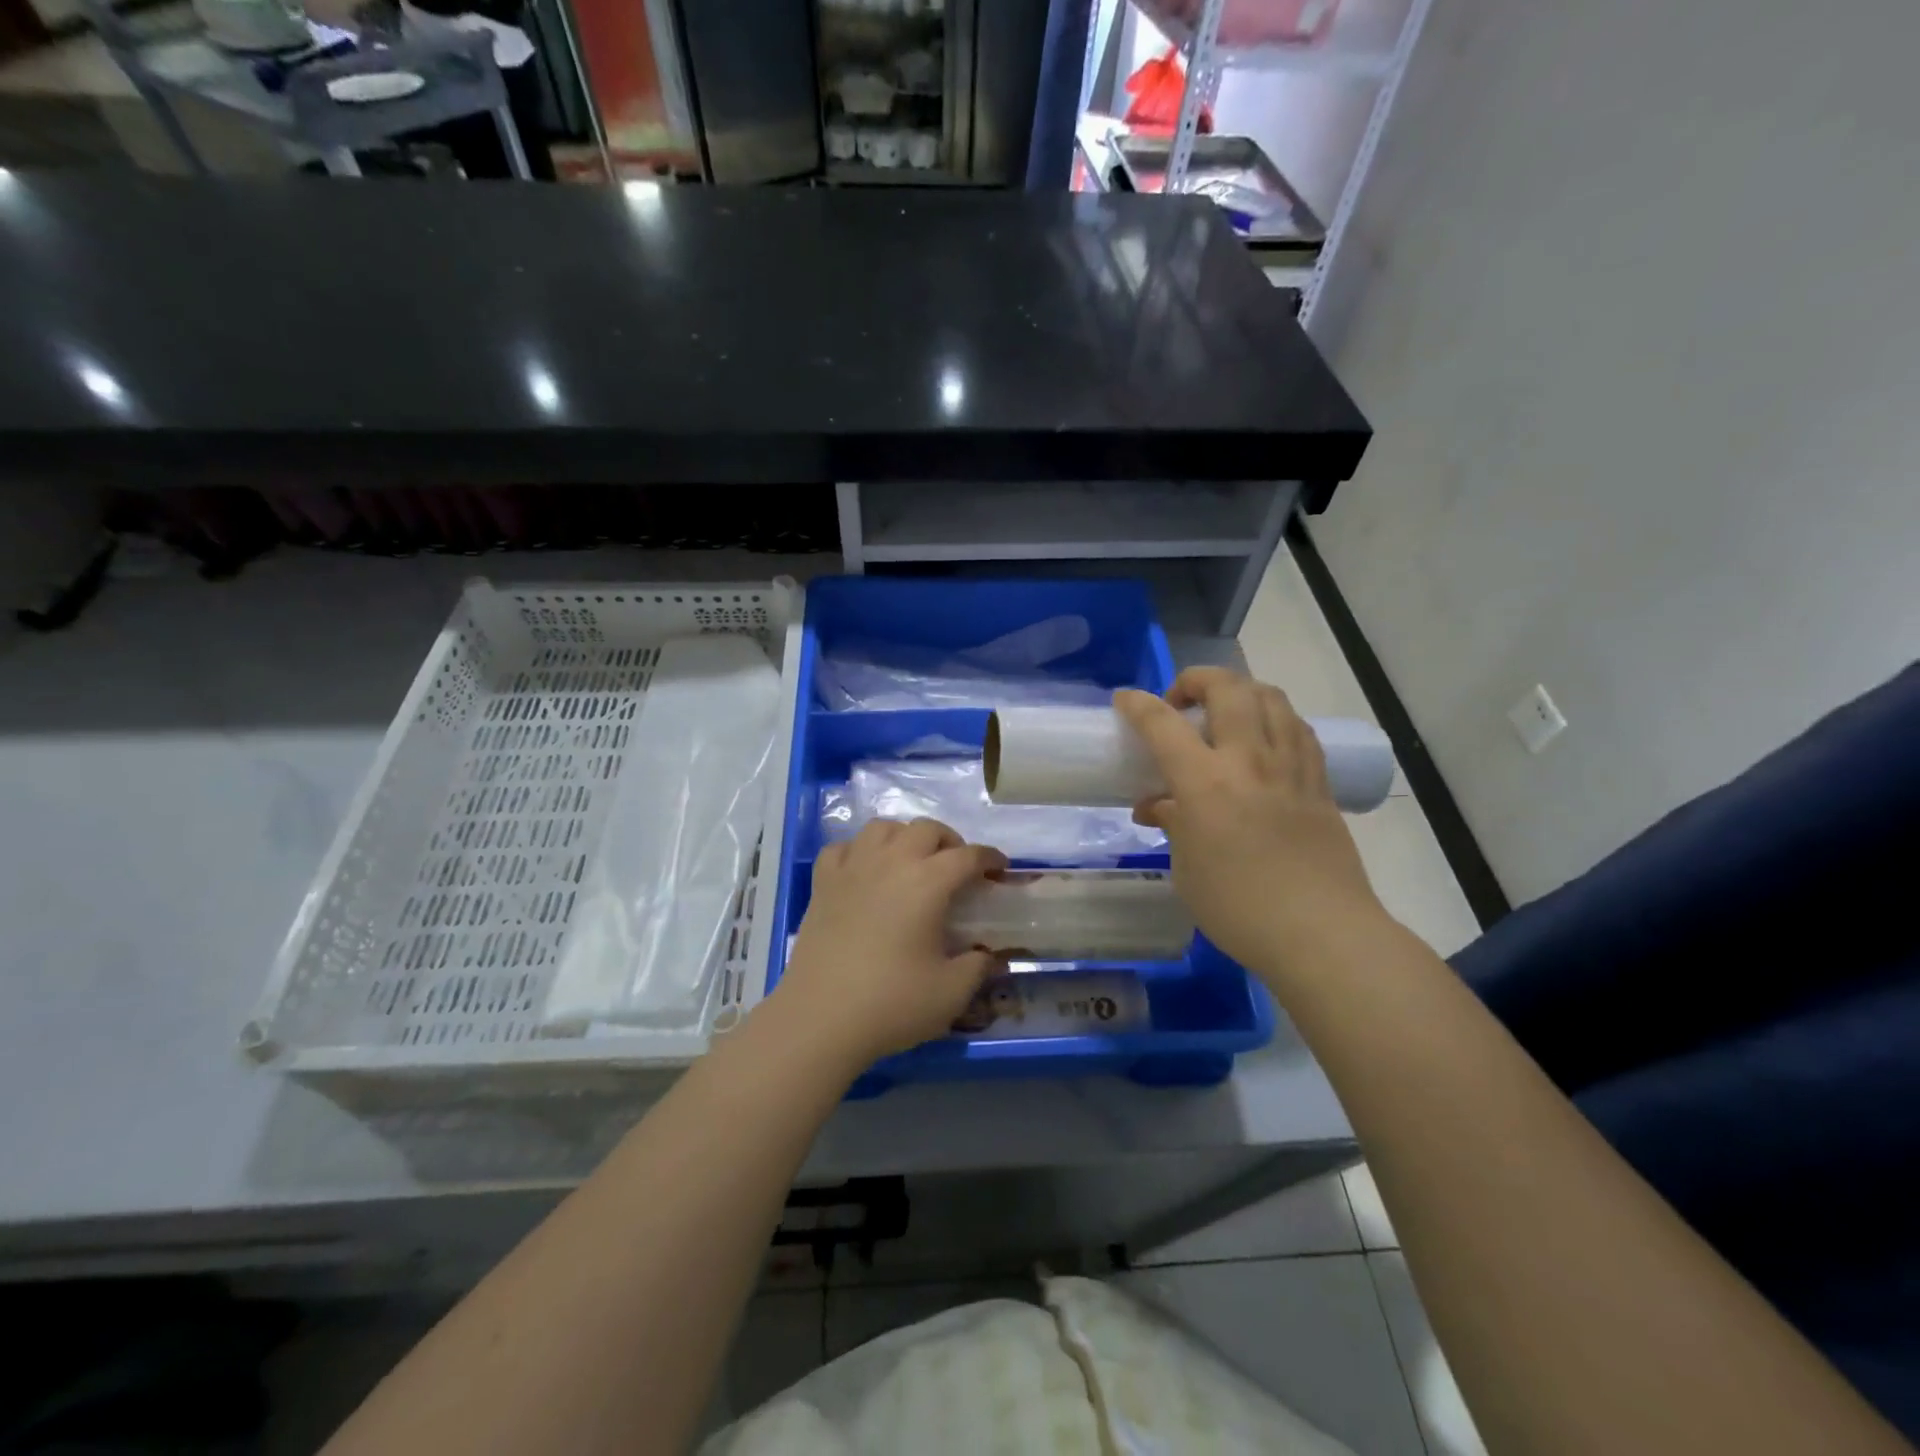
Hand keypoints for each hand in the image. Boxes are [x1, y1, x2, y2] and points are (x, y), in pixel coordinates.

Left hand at [772, 819, 1008, 1066]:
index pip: (968, 856)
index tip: (1000, 869)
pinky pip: (844, 848)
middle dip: (950, 841)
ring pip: (883, 828)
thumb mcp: (951, 992)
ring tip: (912, 862)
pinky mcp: (822, 883)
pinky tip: (865, 871)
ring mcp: (852, 868)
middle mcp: (891, 862)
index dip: (990, 858)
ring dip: (905, 837)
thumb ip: (978, 966)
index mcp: (927, 882)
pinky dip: (860, 851)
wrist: (820, 1018)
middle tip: (957, 868)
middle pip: (926, 829)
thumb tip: (989, 954)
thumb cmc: (891, 1003)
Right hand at [1115, 669, 1385, 985]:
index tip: (1124, 700)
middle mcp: (1249, 761)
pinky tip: (1265, 740)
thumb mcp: (1186, 869)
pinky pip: (1297, 728)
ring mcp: (1291, 768)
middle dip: (1196, 680)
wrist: (1321, 934)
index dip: (1138, 704)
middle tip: (1181, 703)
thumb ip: (1171, 824)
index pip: (1163, 724)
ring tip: (1225, 714)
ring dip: (1240, 691)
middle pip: (1227, 688)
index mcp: (1205, 783)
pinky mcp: (1319, 783)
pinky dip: (1274, 718)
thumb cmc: (1238, 908)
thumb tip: (1158, 806)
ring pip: (1270, 697)